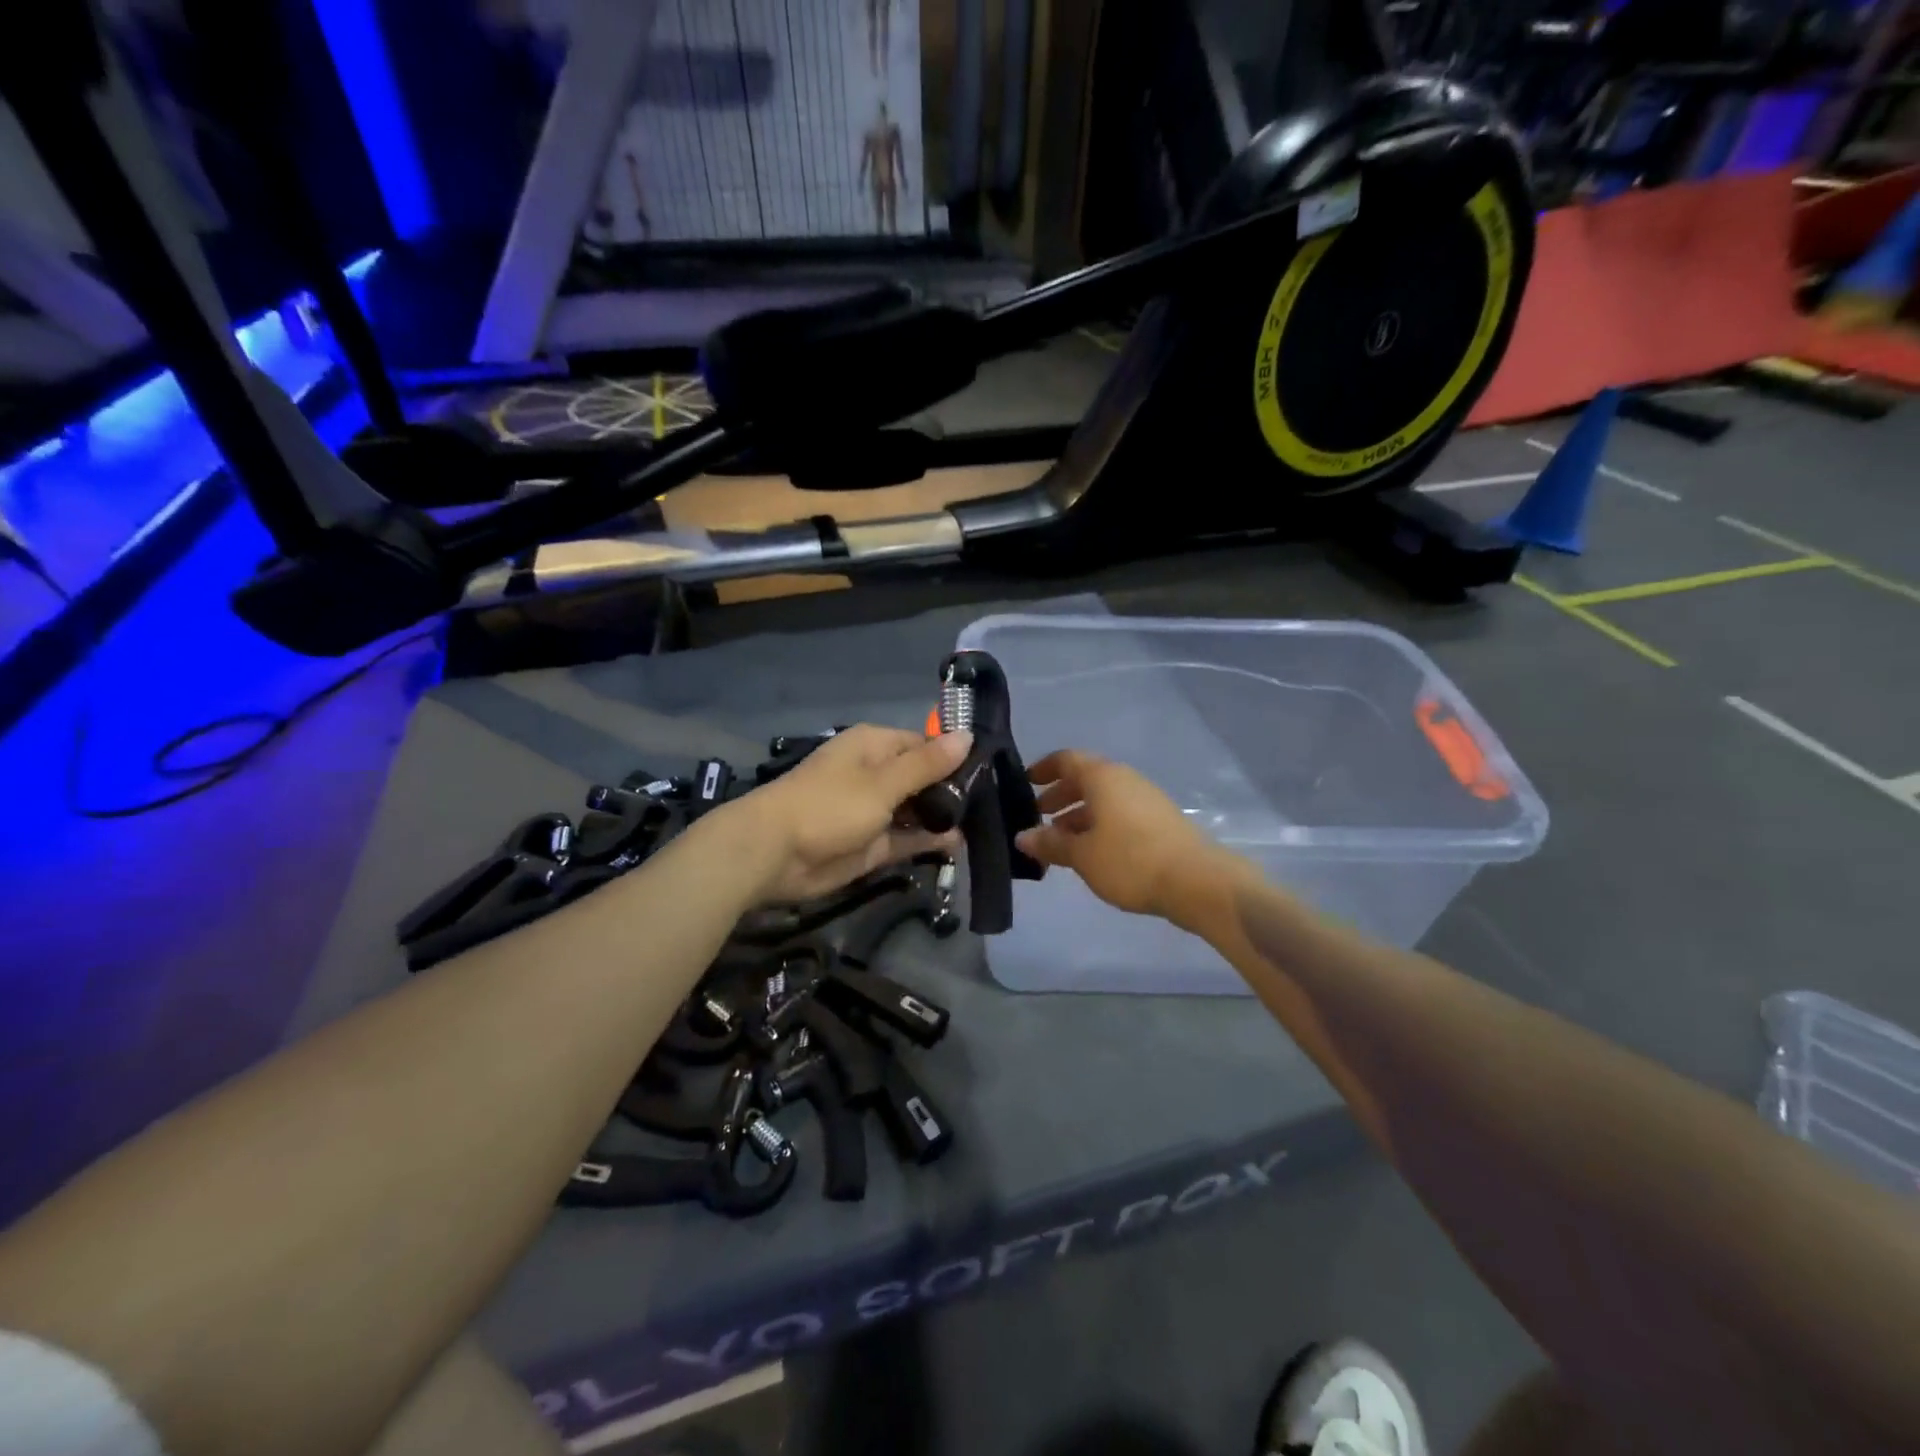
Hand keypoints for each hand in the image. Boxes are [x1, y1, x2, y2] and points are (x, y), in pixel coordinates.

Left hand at [731, 725, 971, 903]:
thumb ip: (927, 764)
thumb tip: (968, 736)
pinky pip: (906, 839)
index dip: (955, 758)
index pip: (925, 745)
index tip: (990, 773)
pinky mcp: (871, 844)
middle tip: (992, 806)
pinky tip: (958, 845)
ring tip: (983, 826)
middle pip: (924, 778)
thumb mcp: (883, 782)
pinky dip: (928, 841)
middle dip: (953, 791)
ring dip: (942, 818)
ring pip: (917, 810)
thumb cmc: (829, 805)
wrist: (774, 853)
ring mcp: (874, 811)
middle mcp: (877, 774)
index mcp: (876, 747)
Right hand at [1015, 750, 1231, 925]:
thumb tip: (1022, 836)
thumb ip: (1050, 843)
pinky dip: (1099, 825)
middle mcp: (1124, 779)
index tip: (1025, 784)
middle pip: (1084, 779)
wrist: (1196, 881)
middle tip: (1037, 818)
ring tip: (1060, 842)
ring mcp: (1146, 798)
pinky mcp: (1160, 820)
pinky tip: (1092, 852)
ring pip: (1103, 799)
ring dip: (1078, 815)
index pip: (1065, 760)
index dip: (1043, 769)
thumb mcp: (1082, 854)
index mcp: (1102, 777)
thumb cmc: (1130, 861)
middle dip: (1058, 796)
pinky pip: (1119, 813)